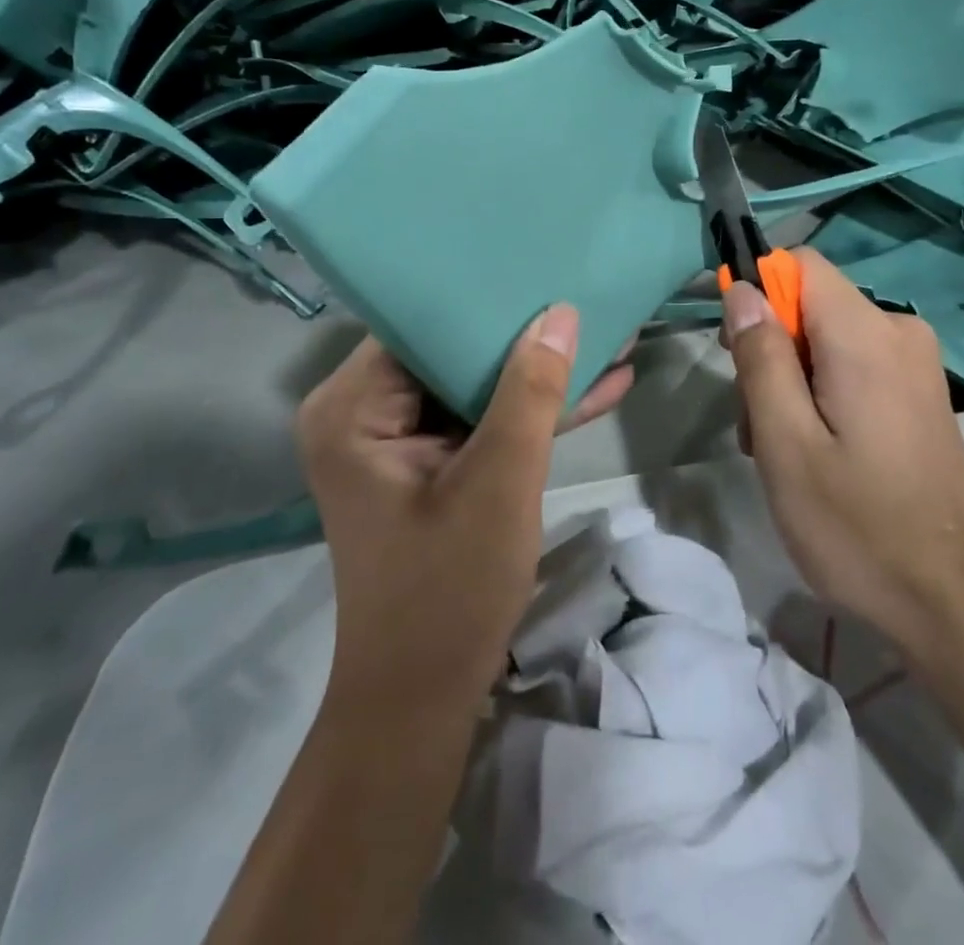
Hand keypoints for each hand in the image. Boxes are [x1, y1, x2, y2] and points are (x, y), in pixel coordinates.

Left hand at [296, 307, 632, 709]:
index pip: (419, 323)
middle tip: (585, 294)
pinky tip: (598, 387)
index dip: (483, 295)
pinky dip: (531, 412)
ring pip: (474, 385)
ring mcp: (398, 441)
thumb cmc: (449, 589)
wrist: (424, 699)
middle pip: (450, 349)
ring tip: (611, 337)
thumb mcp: (500, 480)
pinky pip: (481, 421)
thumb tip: (560, 312)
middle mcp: (363, 412)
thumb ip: (531, 391)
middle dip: (525, 334)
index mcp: (352, 406)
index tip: (541, 265)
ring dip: (539, 373)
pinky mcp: (428, 465)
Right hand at [721, 250, 963, 646]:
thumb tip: (742, 290)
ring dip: (793, 381)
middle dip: (772, 351)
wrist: (952, 601)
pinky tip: (818, 453)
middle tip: (756, 425)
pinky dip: (825, 394)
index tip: (736, 350)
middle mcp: (899, 330)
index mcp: (866, 334)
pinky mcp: (921, 392)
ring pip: (828, 339)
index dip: (758, 292)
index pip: (800, 263)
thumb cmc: (856, 525)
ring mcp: (917, 363)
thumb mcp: (786, 443)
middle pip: (810, 305)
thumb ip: (760, 358)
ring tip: (784, 452)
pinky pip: (856, 365)